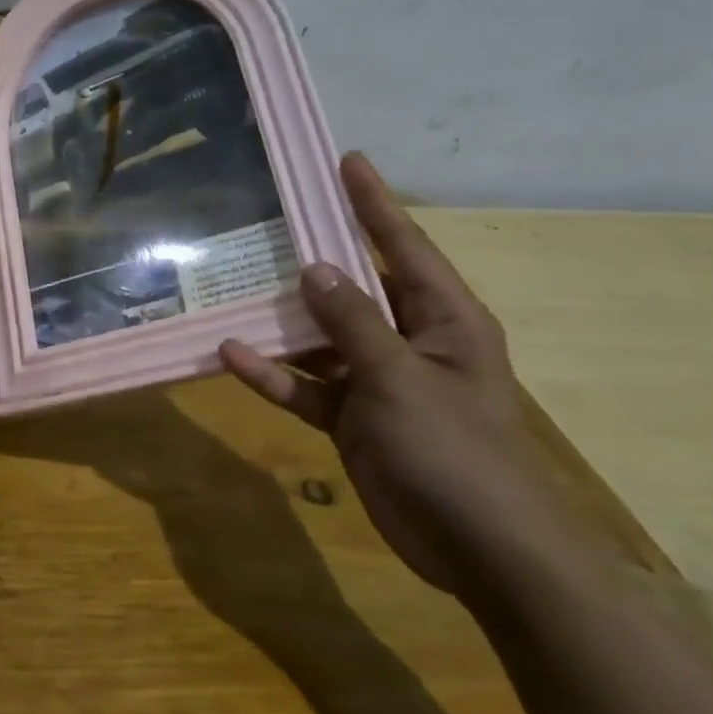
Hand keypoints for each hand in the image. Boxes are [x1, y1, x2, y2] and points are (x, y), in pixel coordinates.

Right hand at [220, 153, 590, 596]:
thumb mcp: (400, 378)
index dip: (374, 203)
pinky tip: (232, 356)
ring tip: (237, 286)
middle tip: (273, 218)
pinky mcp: (353, 418)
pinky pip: (307, 386)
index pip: (404, 247)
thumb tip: (315, 268)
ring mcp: (378, 381)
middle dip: (317, 257)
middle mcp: (410, 341)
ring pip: (323, 337)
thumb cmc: (454, 449)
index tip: (346, 162)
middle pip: (357, 286)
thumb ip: (354, 322)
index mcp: (444, 320)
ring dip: (284, 321)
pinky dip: (274, 374)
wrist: (480, 551)